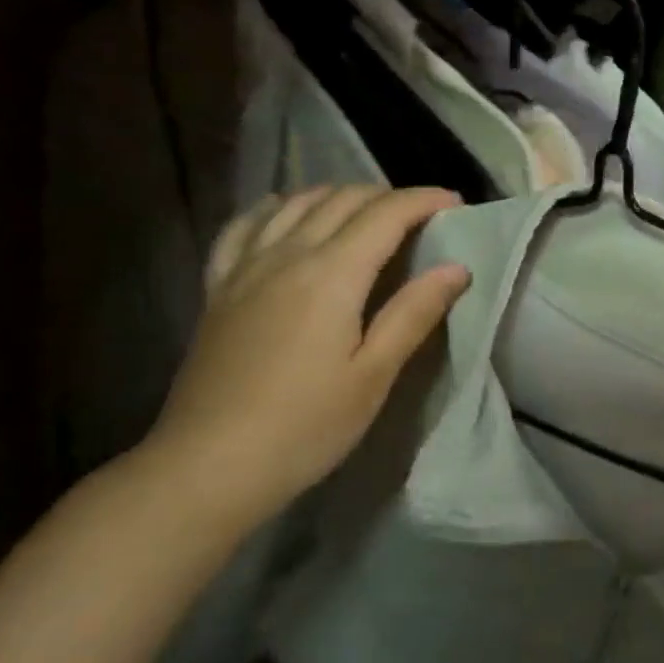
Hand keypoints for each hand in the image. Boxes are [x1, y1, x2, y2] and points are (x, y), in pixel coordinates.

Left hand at [144, 185, 469, 532]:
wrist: (207, 467)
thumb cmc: (306, 426)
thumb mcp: (374, 375)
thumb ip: (414, 313)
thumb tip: (457, 267)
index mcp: (331, 276)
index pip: (385, 215)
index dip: (424, 200)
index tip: (456, 202)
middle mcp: (286, 256)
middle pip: (342, 200)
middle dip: (388, 196)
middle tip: (422, 215)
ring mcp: (245, 269)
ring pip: (295, 204)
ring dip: (338, 195)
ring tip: (368, 212)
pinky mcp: (218, 289)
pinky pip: (245, 226)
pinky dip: (275, 208)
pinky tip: (286, 213)